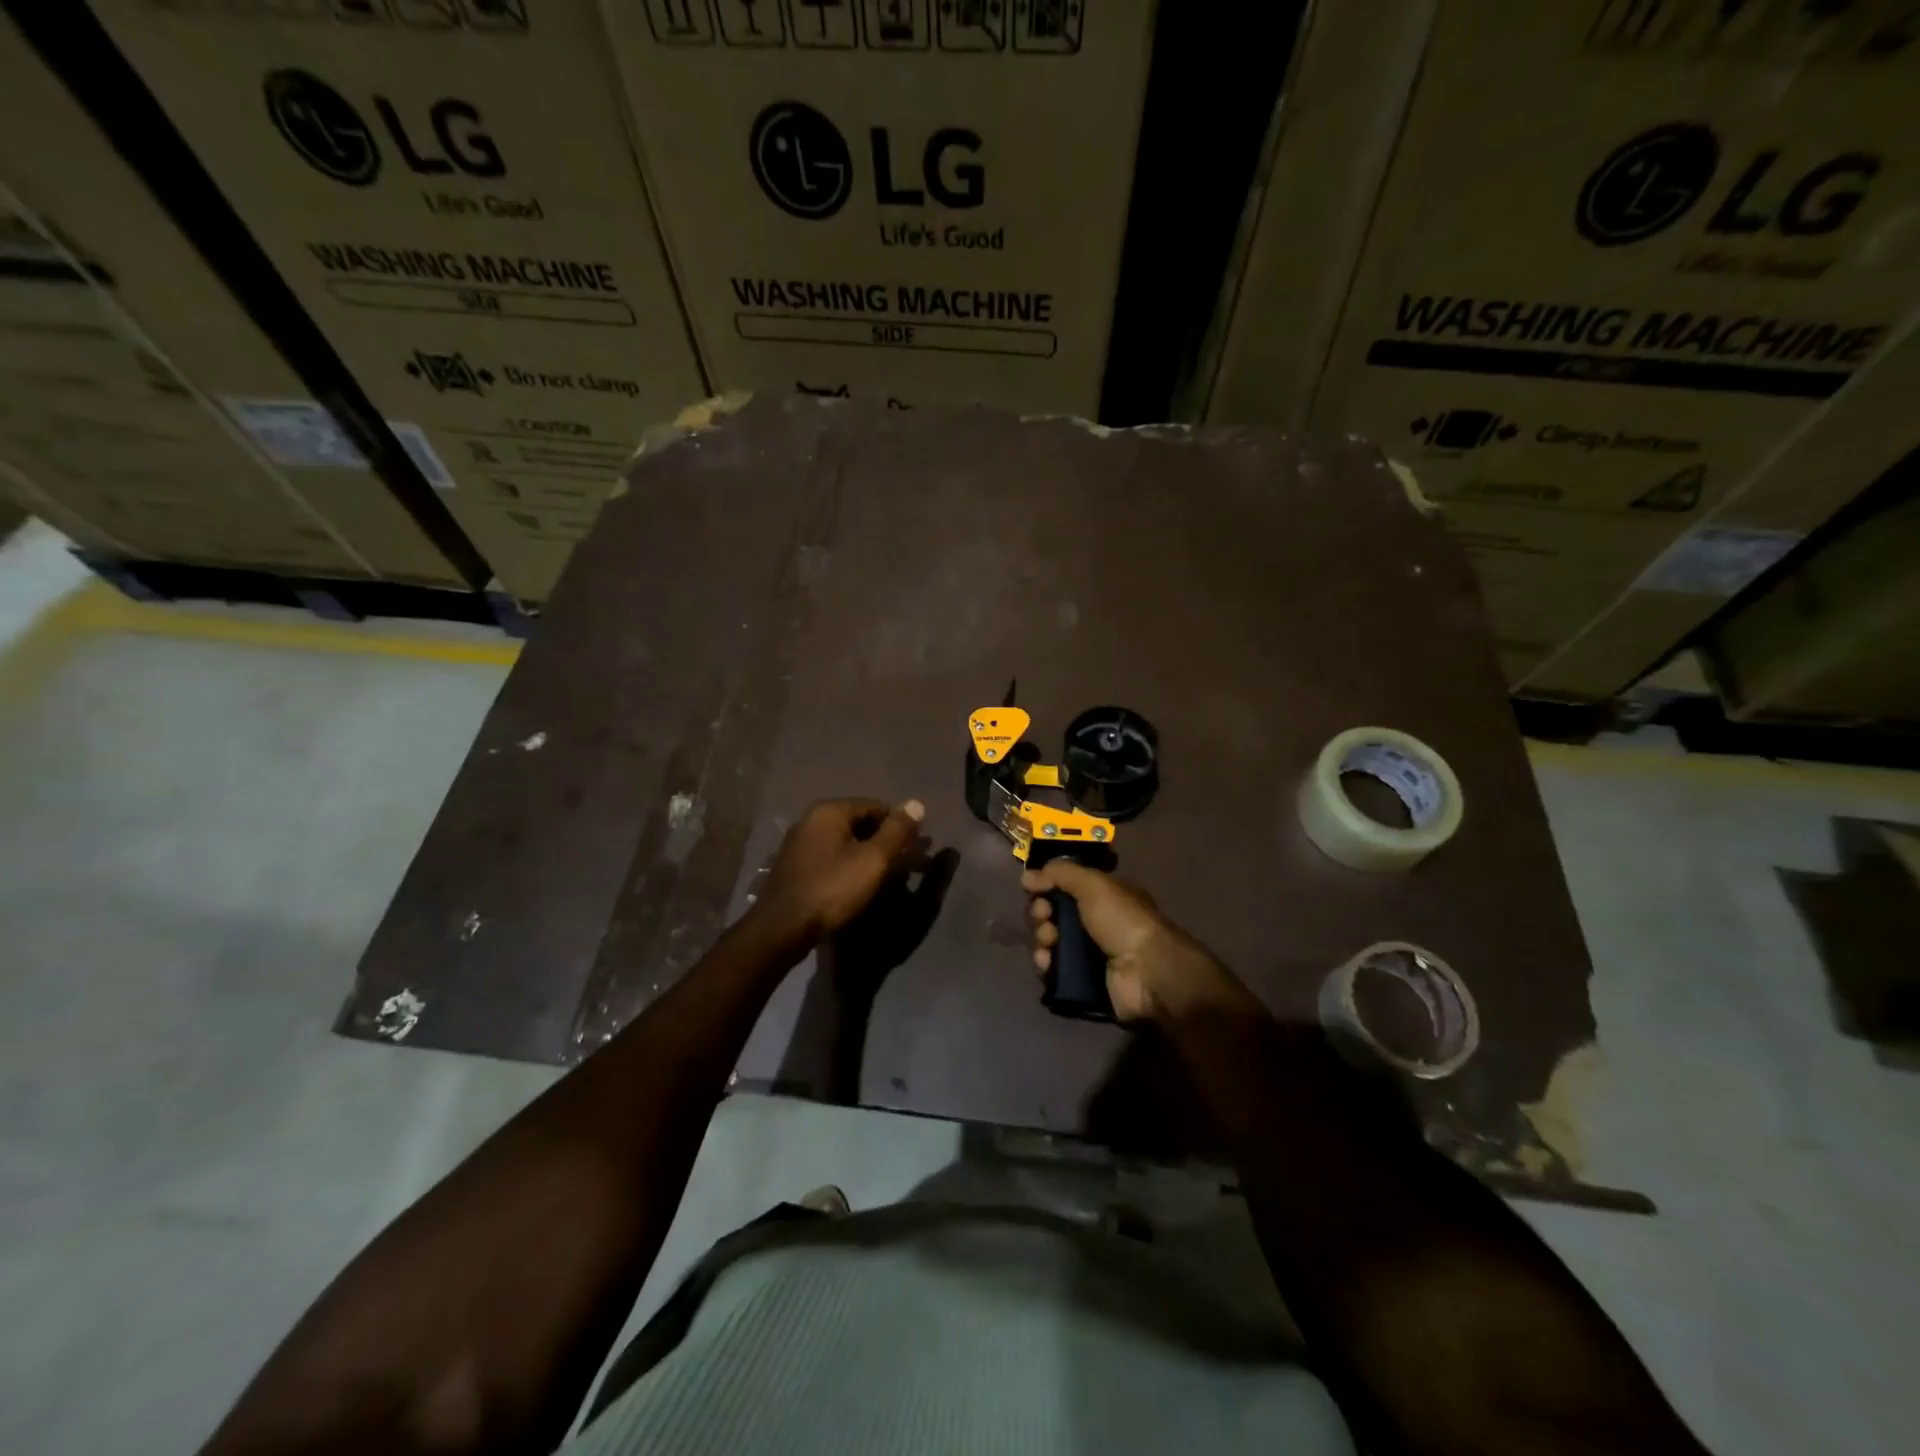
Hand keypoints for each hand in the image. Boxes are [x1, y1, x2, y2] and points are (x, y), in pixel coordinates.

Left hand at [755, 798, 926, 948]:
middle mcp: (812, 820)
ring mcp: (801, 844)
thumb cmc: (832, 889)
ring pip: (848, 844)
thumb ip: (896, 831)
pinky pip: (833, 859)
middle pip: (861, 824)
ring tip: (893, 879)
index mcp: (830, 811)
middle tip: (911, 865)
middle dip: (888, 843)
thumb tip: (917, 803)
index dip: (901, 825)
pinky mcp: (797, 868)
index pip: (877, 807)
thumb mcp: (872, 860)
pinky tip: (863, 886)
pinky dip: (852, 867)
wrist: (781, 929)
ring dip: (872, 857)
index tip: (919, 848)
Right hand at [1021, 862, 1252, 1024]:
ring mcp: (1088, 953)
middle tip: (1045, 918)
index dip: (1047, 887)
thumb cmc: (1122, 920)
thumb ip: (1059, 873)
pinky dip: (1046, 964)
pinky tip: (1047, 963)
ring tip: (1049, 943)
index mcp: (1102, 897)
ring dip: (1042, 939)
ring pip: (1050, 942)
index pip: (1064, 888)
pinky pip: (1053, 970)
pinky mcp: (1082, 981)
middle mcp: (1094, 923)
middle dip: (1041, 914)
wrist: (1146, 972)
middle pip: (1053, 914)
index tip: (1036, 890)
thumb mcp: (1094, 884)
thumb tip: (1027, 877)